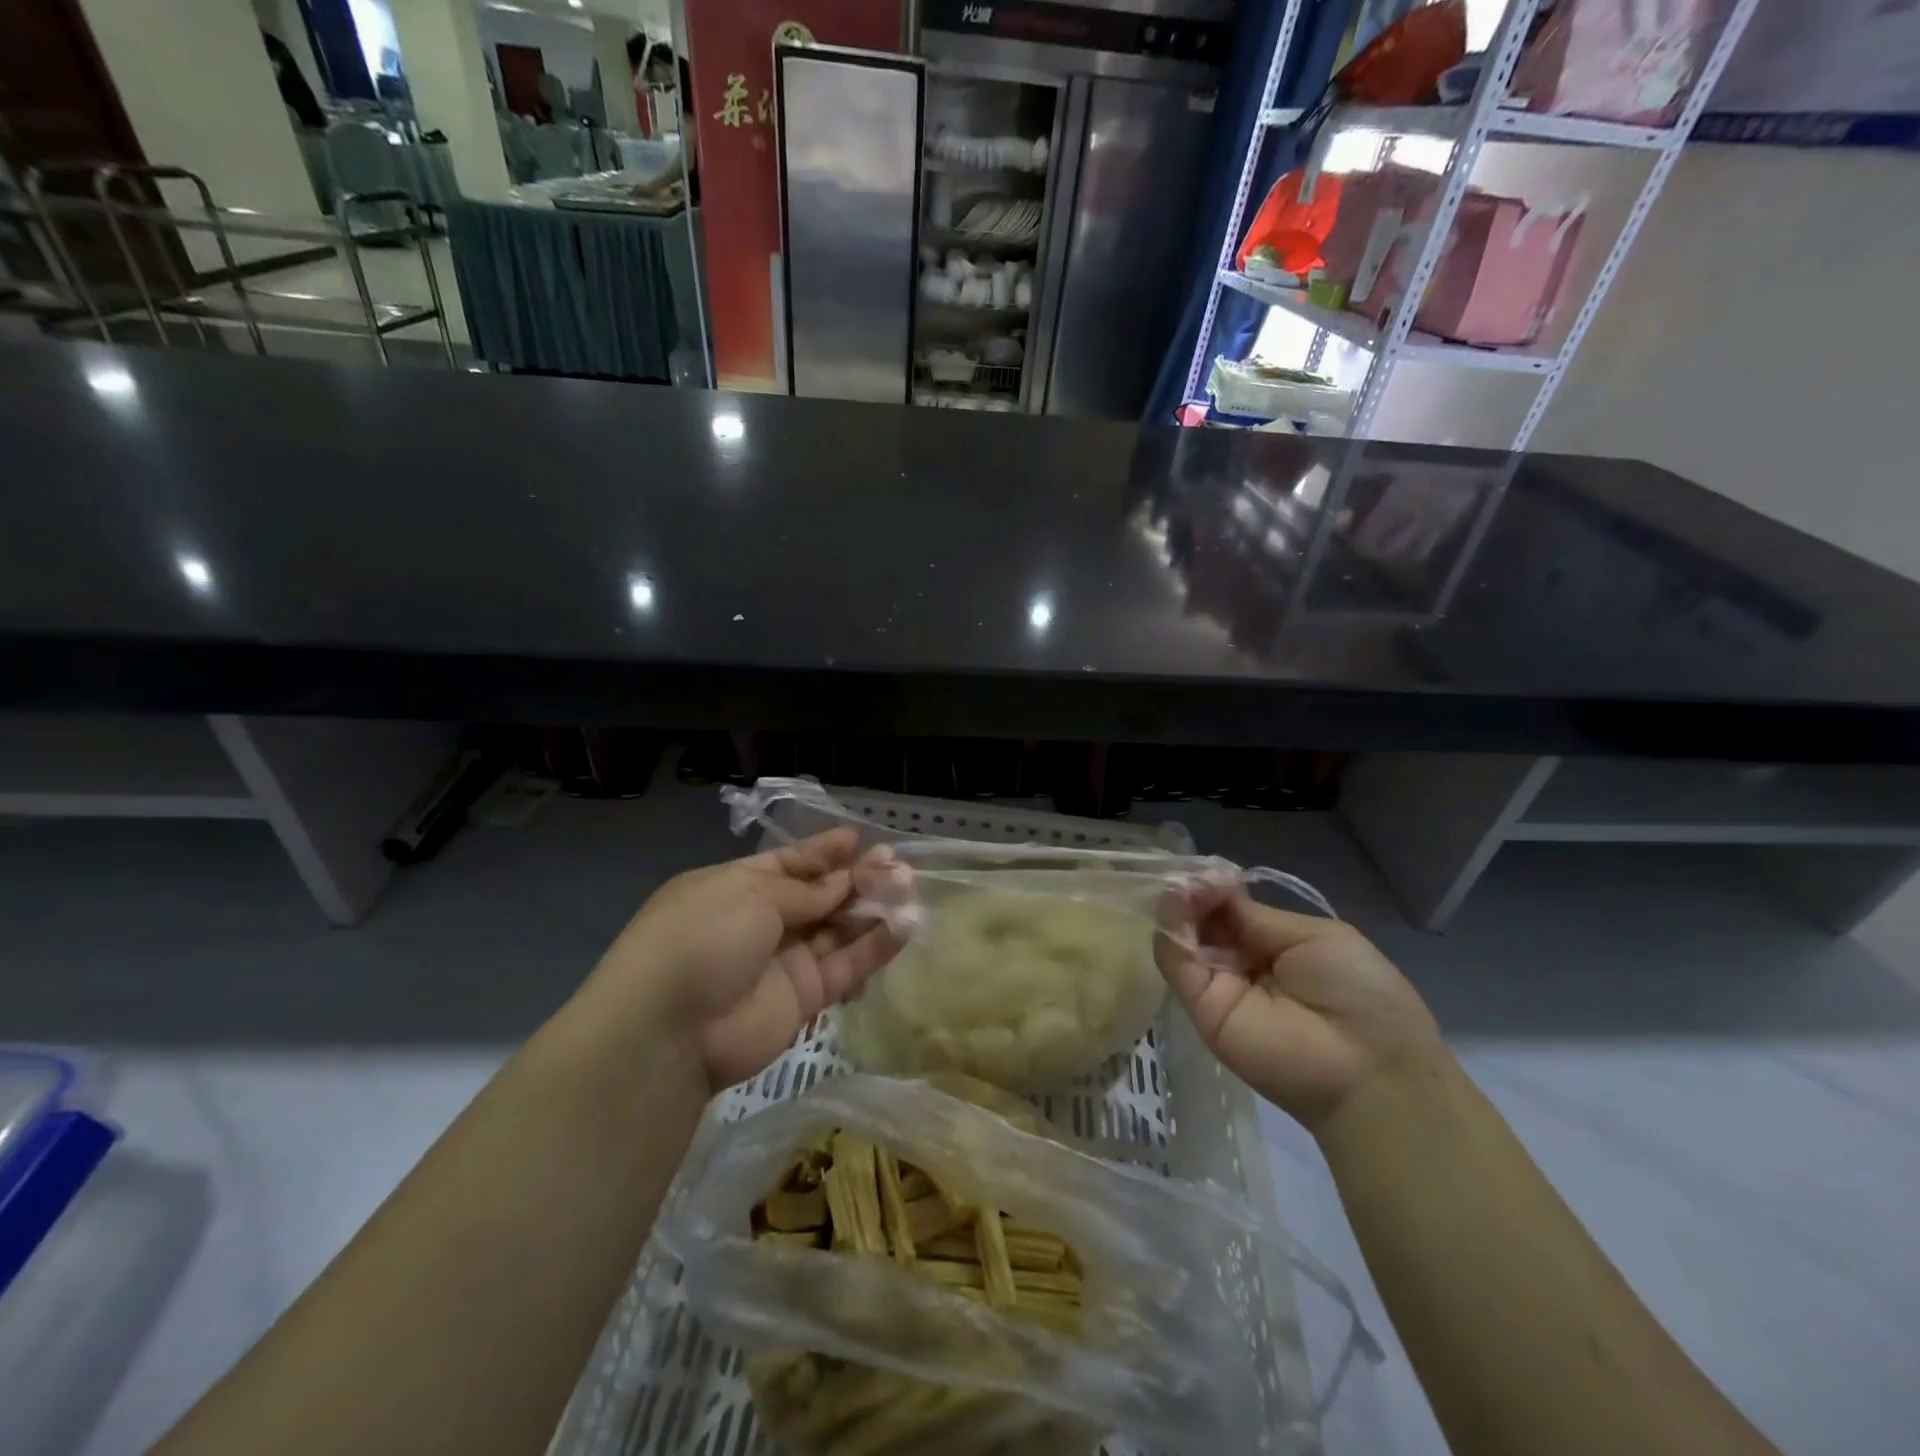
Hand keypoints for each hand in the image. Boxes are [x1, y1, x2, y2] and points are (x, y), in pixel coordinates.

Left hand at [588, 829, 901, 1094]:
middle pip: (819, 895)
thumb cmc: (702, 937)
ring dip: (872, 908)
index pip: (788, 864)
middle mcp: (762, 921)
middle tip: (896, 864)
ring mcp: (784, 961)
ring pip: (838, 929)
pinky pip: (846, 965)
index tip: (857, 839)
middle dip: (856, 878)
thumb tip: (842, 882)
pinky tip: (906, 925)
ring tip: (908, 888)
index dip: (822, 852)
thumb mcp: (750, 893)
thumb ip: (804, 890)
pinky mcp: (806, 998)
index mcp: (737, 887)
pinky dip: (876, 947)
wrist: (670, 1029)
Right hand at [1156, 878, 1439, 1131]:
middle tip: (1191, 877)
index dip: (1214, 886)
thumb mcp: (1313, 936)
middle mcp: (1238, 962)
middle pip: (1200, 920)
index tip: (1210, 871)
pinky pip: (1176, 964)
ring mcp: (1217, 985)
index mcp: (1270, 945)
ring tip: (1185, 887)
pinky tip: (1180, 907)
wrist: (1368, 1068)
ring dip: (1178, 906)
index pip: (1226, 908)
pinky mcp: (1201, 1008)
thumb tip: (1213, 887)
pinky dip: (1171, 932)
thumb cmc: (1358, 992)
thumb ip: (1256, 916)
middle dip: (1192, 892)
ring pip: (1182, 938)